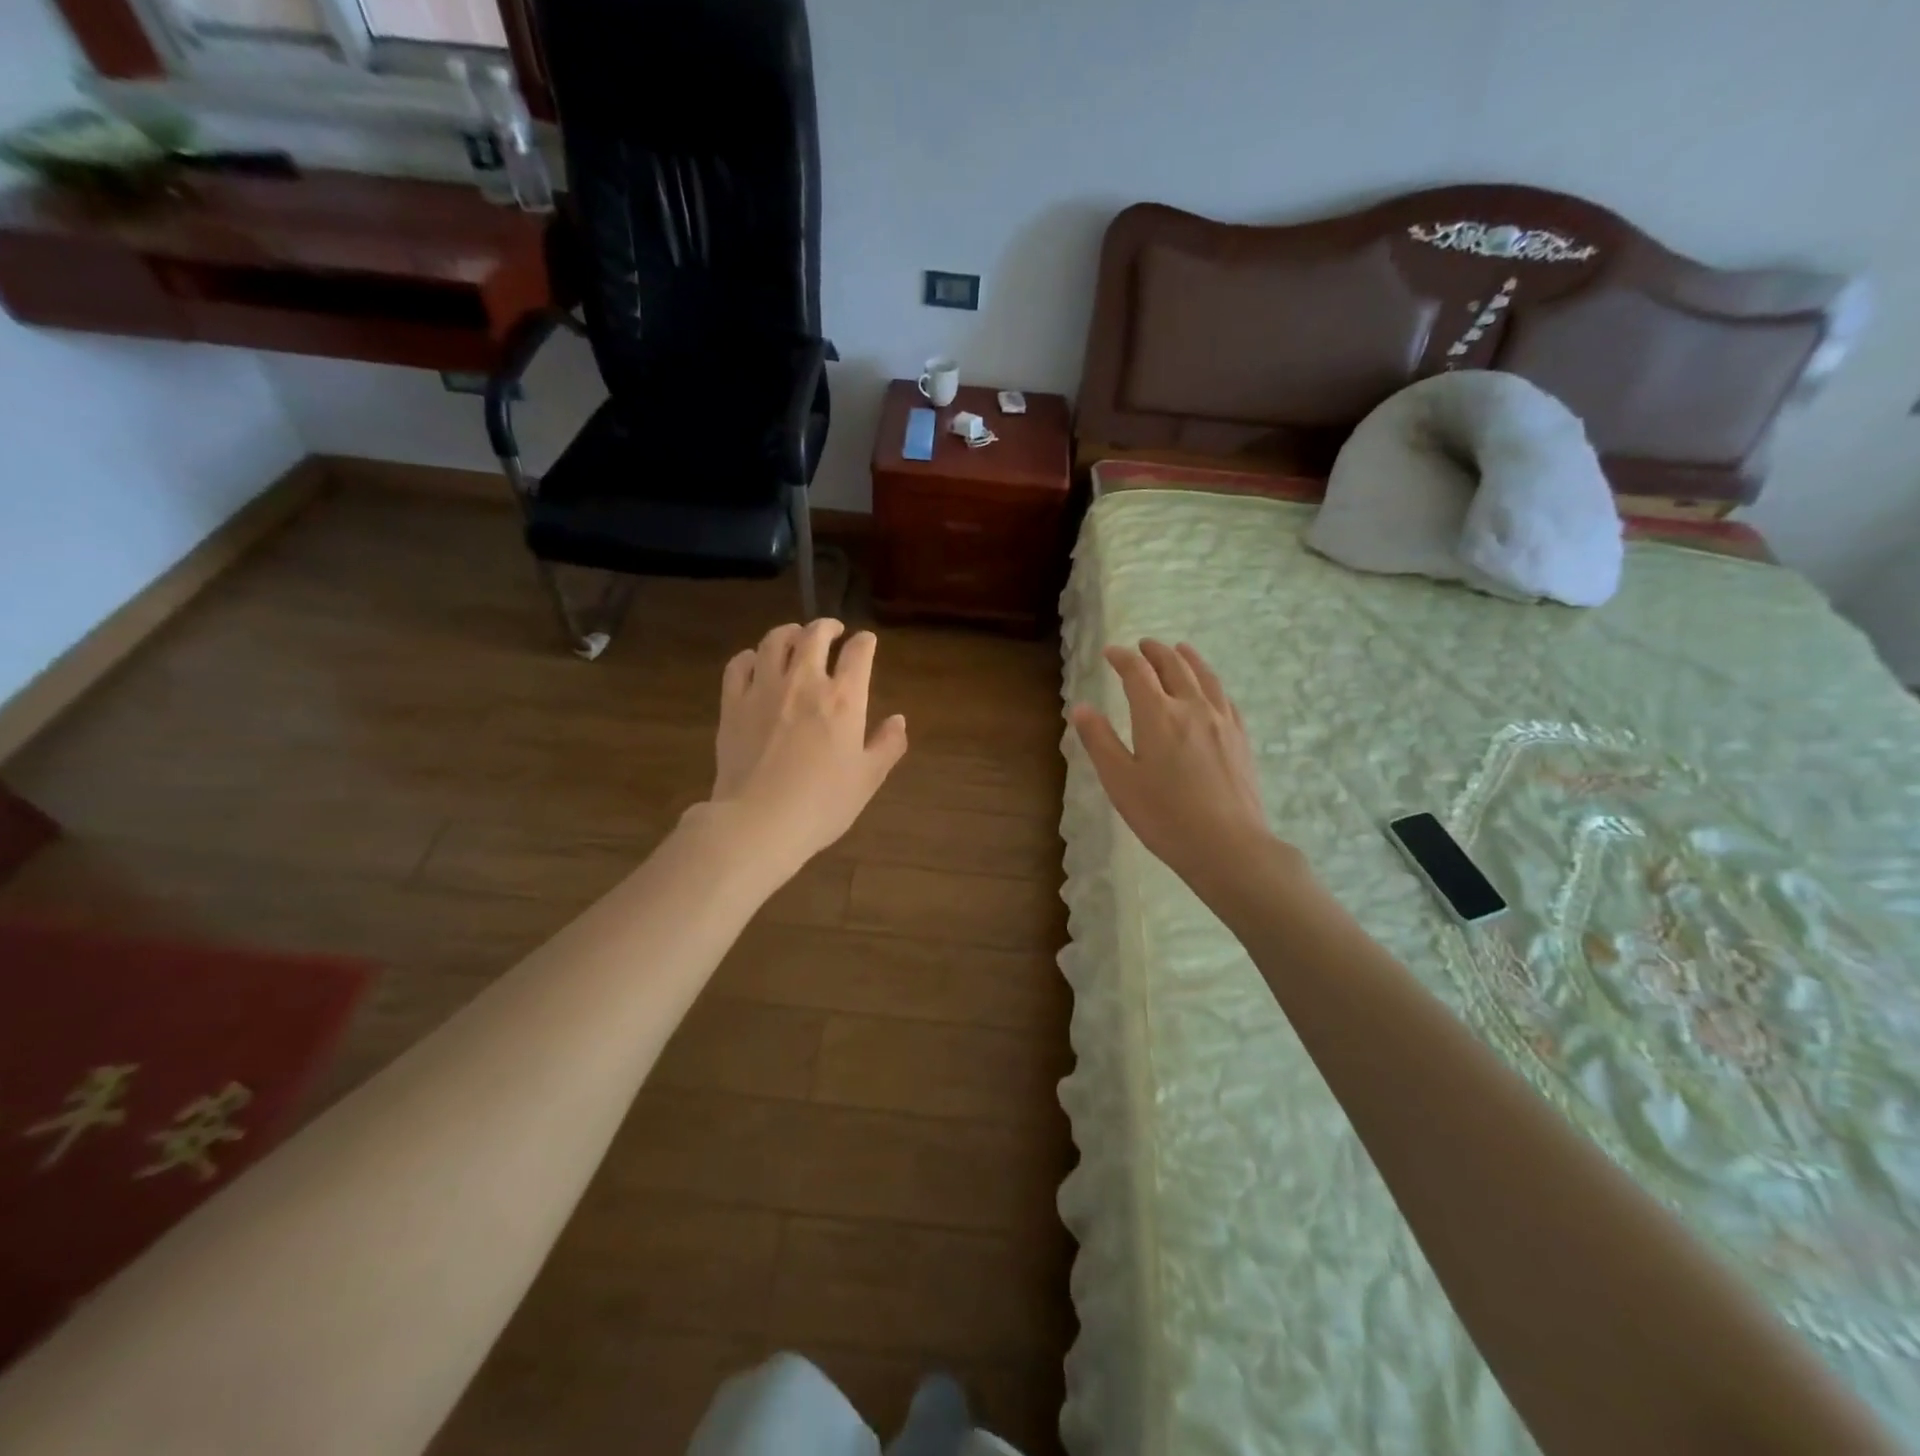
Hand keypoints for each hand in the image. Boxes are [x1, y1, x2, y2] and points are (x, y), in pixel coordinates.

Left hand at [699, 619, 907, 875]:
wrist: (760, 821)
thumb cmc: (822, 804)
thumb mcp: (868, 779)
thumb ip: (887, 745)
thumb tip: (899, 720)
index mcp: (844, 699)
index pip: (859, 653)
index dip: (865, 642)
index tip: (866, 642)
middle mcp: (805, 682)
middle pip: (814, 635)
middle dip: (827, 626)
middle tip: (832, 630)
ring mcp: (764, 689)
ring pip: (775, 641)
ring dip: (789, 633)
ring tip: (795, 637)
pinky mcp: (732, 703)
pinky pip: (739, 665)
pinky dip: (751, 657)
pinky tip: (756, 663)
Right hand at [1071, 640, 1298, 897]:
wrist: (1228, 845)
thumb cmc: (1164, 816)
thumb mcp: (1119, 781)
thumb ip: (1099, 741)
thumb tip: (1081, 707)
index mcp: (1157, 715)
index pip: (1137, 673)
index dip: (1122, 658)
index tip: (1111, 653)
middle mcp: (1191, 707)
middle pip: (1174, 666)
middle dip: (1155, 652)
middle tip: (1143, 645)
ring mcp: (1221, 721)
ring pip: (1205, 677)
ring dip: (1188, 658)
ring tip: (1180, 649)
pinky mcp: (1241, 738)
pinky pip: (1226, 698)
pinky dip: (1212, 683)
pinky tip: (1211, 690)